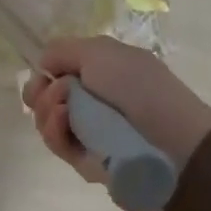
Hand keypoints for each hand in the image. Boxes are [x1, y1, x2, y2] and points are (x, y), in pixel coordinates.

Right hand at [21, 37, 210, 189]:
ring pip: (46, 120)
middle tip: (54, 92)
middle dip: (40, 91)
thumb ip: (62, 50)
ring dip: (46, 109)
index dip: (45, 71)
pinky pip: (57, 143)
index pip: (59, 71)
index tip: (44, 72)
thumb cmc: (137, 86)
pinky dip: (54, 130)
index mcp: (102, 71)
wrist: (170, 141)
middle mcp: (92, 100)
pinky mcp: (84, 160)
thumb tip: (42, 66)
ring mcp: (88, 131)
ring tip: (63, 109)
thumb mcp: (99, 51)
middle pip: (45, 96)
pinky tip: (64, 122)